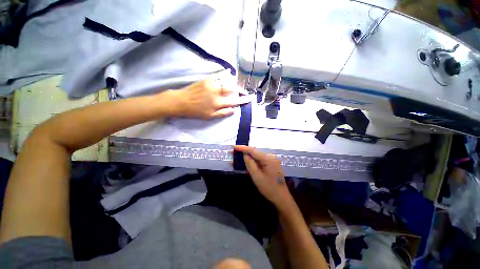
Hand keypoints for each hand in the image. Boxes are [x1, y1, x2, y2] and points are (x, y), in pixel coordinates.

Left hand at [170, 70, 250, 118]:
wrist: (181, 101)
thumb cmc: (195, 111)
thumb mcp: (209, 116)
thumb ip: (222, 113)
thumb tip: (233, 110)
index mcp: (217, 103)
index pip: (233, 101)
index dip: (242, 100)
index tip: (249, 98)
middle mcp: (216, 93)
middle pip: (231, 89)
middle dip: (238, 89)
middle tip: (242, 90)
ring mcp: (211, 85)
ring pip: (225, 82)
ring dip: (232, 83)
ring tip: (235, 84)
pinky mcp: (206, 79)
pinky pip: (217, 76)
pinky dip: (223, 75)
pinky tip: (227, 75)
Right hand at [234, 145, 292, 208]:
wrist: (281, 197)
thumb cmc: (269, 188)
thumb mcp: (257, 177)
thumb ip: (250, 164)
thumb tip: (244, 154)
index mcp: (268, 159)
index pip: (253, 150)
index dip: (243, 148)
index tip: (234, 147)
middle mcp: (271, 157)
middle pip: (255, 152)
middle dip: (244, 152)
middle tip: (234, 153)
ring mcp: (272, 160)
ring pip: (257, 156)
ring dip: (248, 156)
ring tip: (238, 157)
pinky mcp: (271, 163)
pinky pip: (260, 160)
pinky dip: (253, 161)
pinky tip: (246, 161)